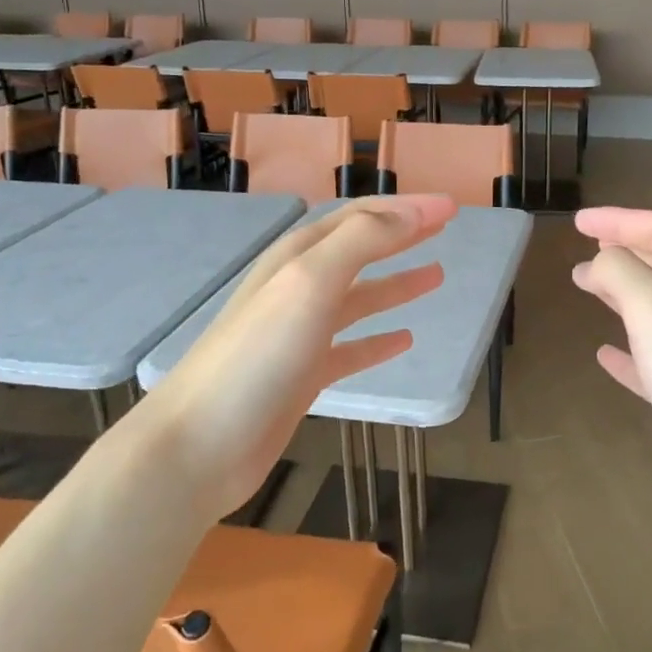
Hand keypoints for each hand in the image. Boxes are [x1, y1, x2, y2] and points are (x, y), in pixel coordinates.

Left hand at [142, 196, 457, 521]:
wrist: (199, 444)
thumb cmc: (258, 355)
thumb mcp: (311, 282)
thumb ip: (362, 241)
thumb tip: (413, 212)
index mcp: (300, 256)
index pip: (362, 217)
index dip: (407, 207)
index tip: (451, 207)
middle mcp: (301, 286)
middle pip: (361, 249)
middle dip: (403, 234)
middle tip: (445, 227)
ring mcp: (300, 333)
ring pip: (359, 298)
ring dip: (397, 284)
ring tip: (437, 276)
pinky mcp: (303, 375)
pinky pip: (351, 348)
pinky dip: (378, 340)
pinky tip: (404, 340)